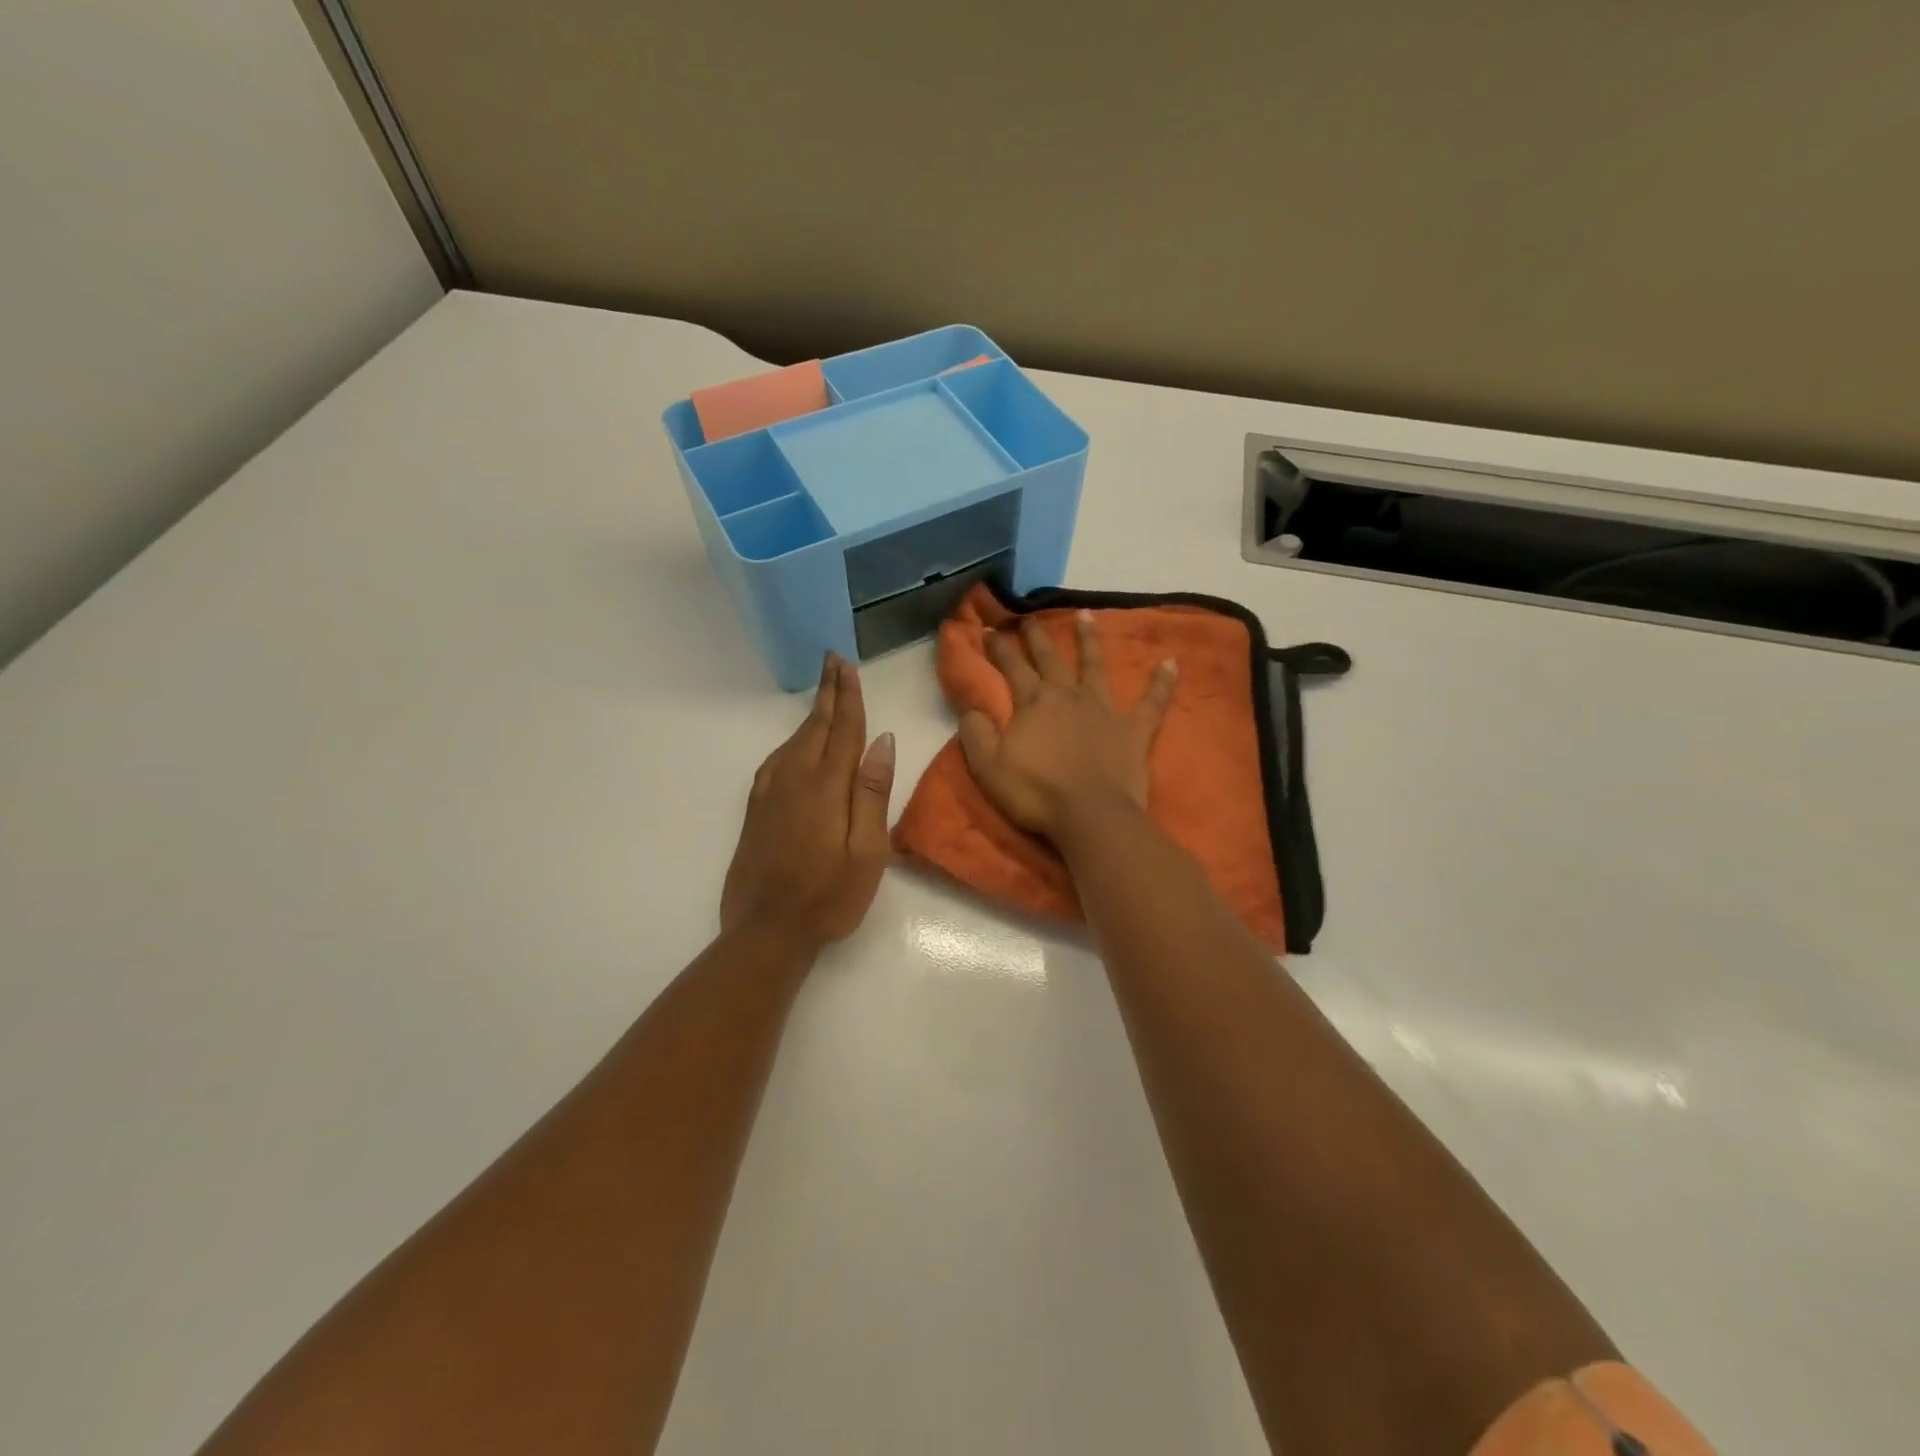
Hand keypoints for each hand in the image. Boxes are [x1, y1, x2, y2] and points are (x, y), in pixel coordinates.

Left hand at [721, 655, 895, 947]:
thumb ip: (872, 792)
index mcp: (827, 786)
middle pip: (815, 727)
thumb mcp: (867, 851)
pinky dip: (790, 743)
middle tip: (832, 660)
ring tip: (823, 694)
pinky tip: (793, 745)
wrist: (766, 931)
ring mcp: (771, 795)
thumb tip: (882, 741)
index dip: (848, 696)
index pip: (843, 730)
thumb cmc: (829, 896)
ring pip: (793, 742)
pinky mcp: (756, 811)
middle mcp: (795, 780)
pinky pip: (775, 762)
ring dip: (810, 714)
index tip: (847, 666)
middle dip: (827, 693)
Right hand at [960, 611, 1176, 839]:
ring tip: (1087, 615)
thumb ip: (976, 733)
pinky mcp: (1134, 729)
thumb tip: (971, 707)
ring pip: (1095, 666)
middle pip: (1051, 660)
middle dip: (1037, 637)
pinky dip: (1162, 682)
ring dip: (1090, 640)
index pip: (1012, 668)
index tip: (988, 629)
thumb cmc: (1036, 793)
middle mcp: (1069, 696)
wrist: (1090, 815)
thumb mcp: (988, 767)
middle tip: (1029, 617)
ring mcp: (1104, 710)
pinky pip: (1152, 701)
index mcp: (1034, 704)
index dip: (998, 648)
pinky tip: (1172, 662)